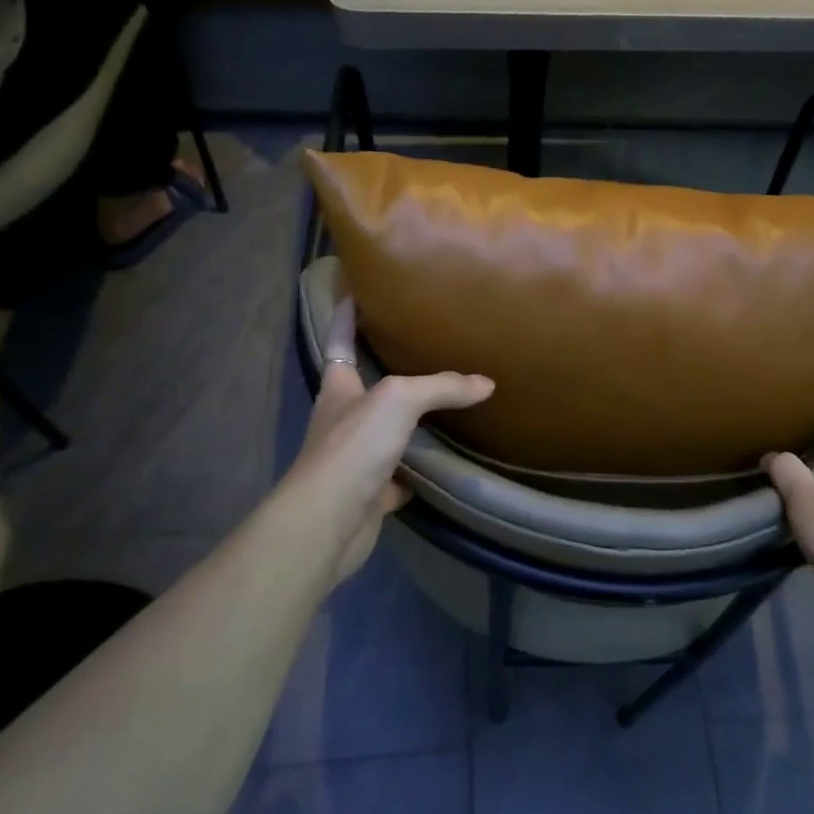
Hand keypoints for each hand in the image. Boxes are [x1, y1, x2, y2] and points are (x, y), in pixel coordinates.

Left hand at [274, 297, 493, 587]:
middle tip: (424, 346)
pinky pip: (402, 474)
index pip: (340, 340)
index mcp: (339, 388)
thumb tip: (486, 383)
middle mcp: (344, 419)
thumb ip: (441, 387)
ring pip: (388, 431)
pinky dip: (421, 468)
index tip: (357, 290)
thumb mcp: (398, 401)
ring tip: (446, 400)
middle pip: (366, 386)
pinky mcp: (371, 493)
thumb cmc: (353, 448)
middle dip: (387, 367)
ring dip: (410, 420)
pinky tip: (447, 461)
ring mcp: (356, 458)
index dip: (346, 314)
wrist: (327, 523)